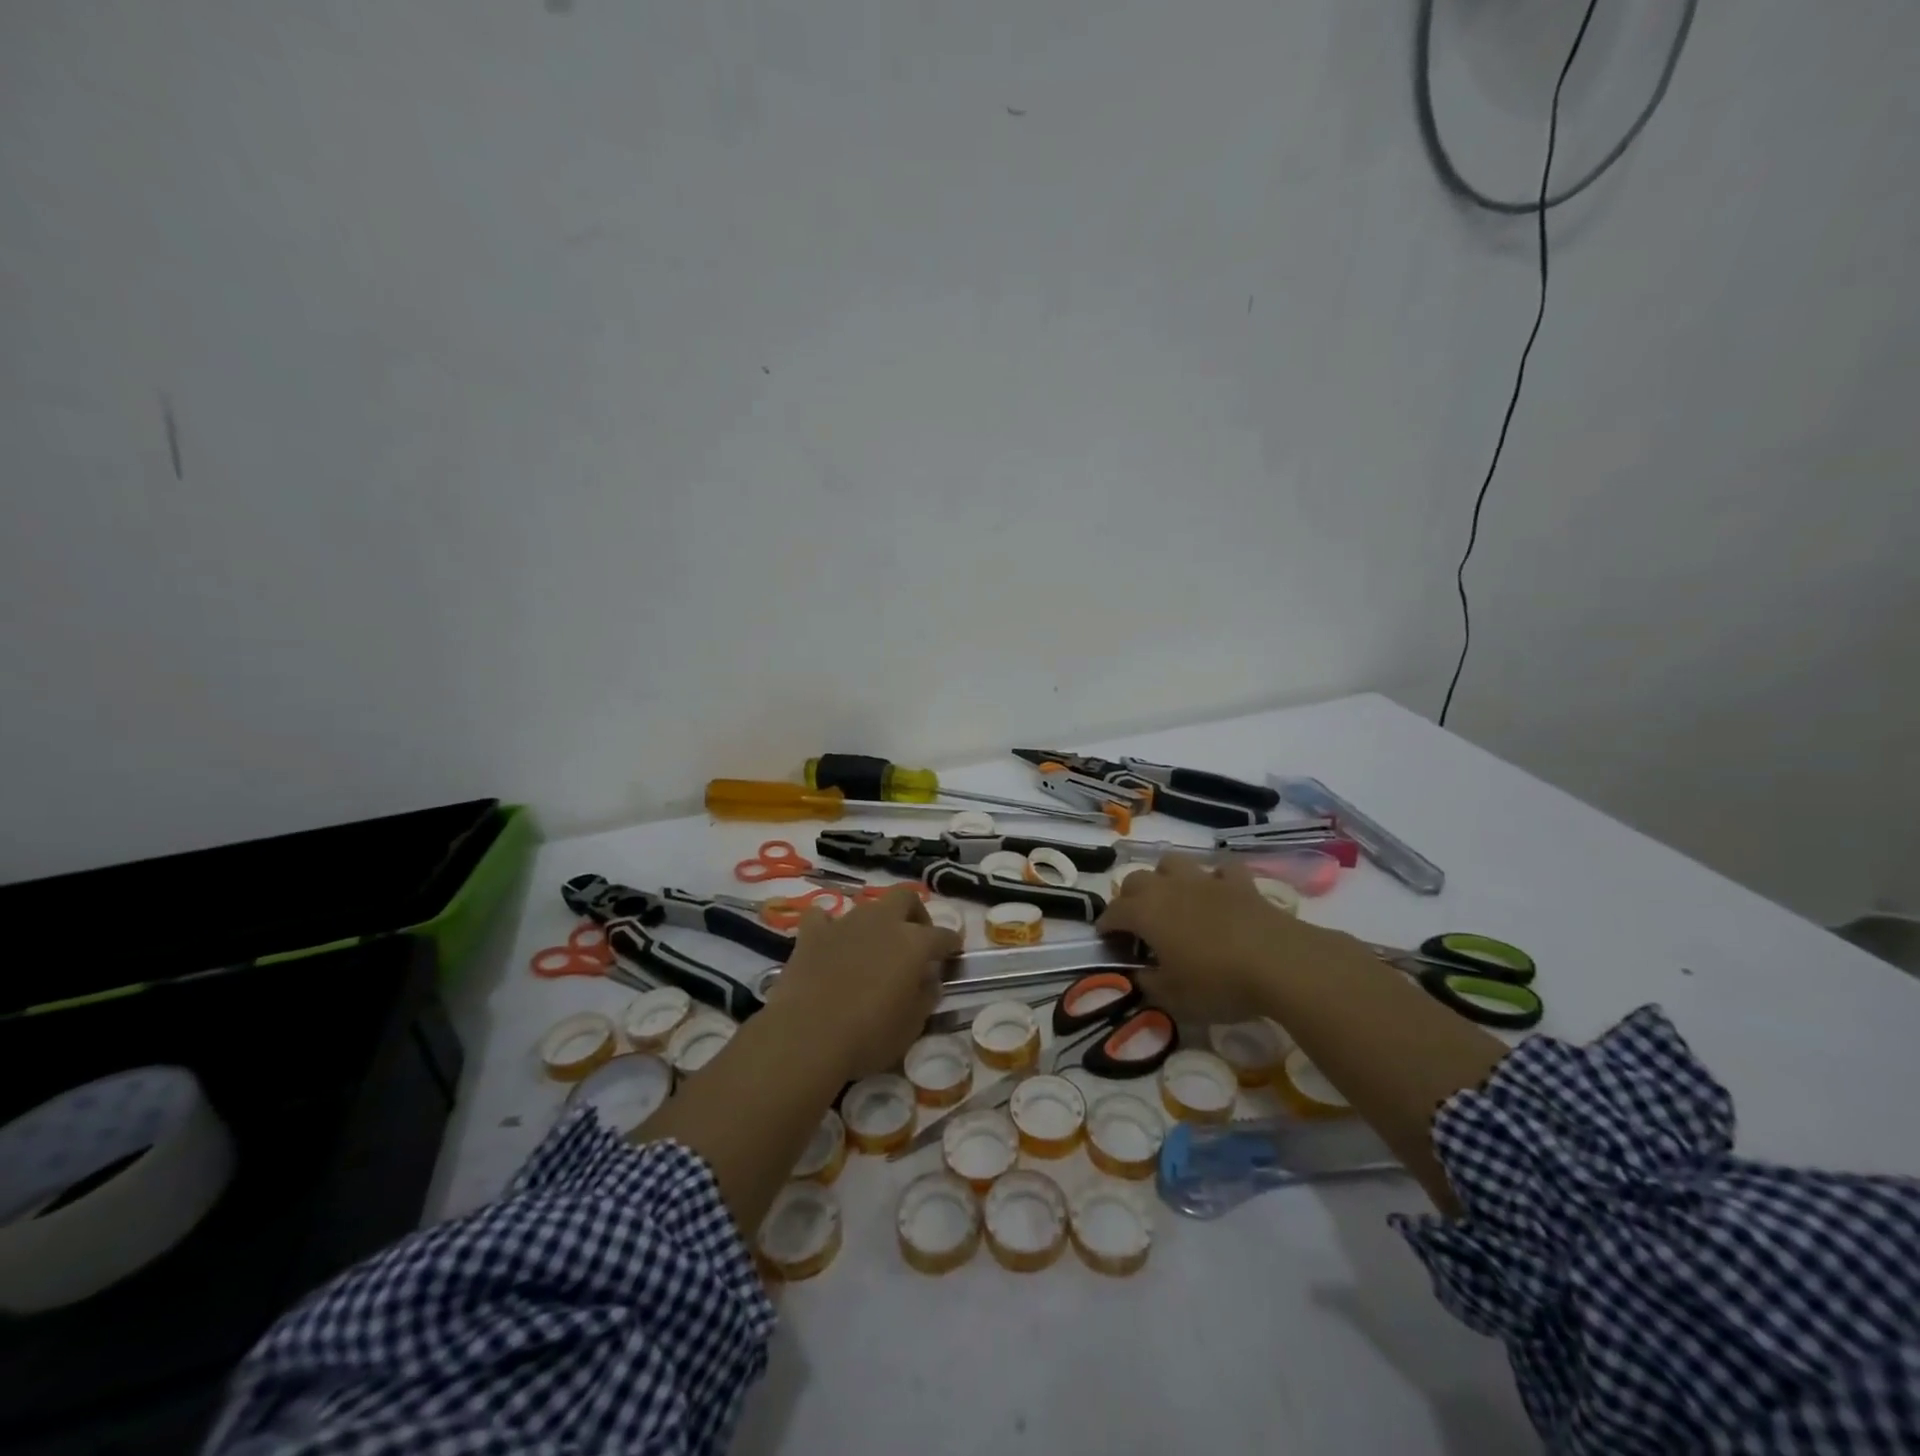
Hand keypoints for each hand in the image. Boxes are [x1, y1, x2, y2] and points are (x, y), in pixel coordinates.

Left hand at [765, 888, 961, 1079]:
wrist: (807, 1036)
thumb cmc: (869, 1036)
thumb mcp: (912, 1026)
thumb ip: (926, 996)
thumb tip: (928, 980)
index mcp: (914, 943)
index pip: (943, 935)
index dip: (951, 945)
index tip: (953, 954)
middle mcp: (883, 922)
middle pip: (905, 897)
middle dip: (914, 913)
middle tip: (914, 938)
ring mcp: (845, 923)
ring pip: (867, 907)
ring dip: (875, 923)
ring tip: (872, 949)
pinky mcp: (812, 934)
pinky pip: (822, 917)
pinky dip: (828, 926)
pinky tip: (830, 942)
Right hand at [1097, 855, 1345, 1022]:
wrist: (1280, 963)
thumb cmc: (1218, 983)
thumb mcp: (1173, 998)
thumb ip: (1148, 984)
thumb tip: (1139, 974)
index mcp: (1145, 913)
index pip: (1113, 913)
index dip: (1105, 926)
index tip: (1106, 942)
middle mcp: (1168, 888)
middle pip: (1136, 880)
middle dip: (1129, 898)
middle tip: (1136, 923)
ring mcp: (1205, 880)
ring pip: (1173, 862)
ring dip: (1165, 877)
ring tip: (1172, 899)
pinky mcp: (1240, 883)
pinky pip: (1221, 869)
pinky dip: (1215, 878)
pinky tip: (1218, 892)